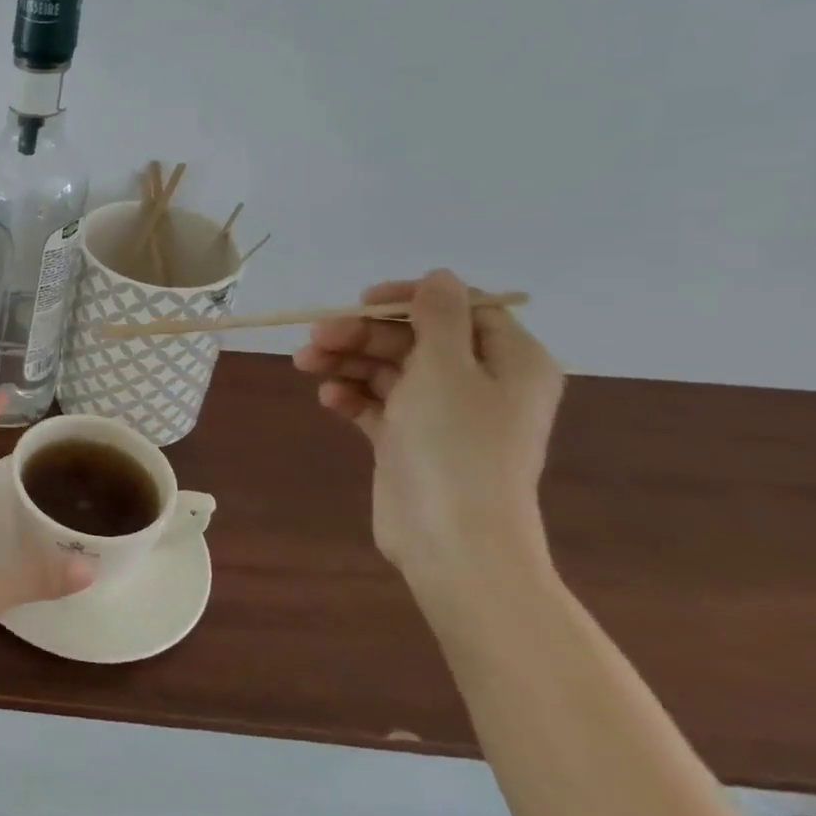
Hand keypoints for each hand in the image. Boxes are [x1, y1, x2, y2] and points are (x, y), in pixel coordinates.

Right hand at [293, 270, 564, 598]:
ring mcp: (443, 413)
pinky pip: (378, 403)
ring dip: (347, 362)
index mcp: (508, 360)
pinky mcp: (410, 439)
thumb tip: (439, 276)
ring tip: (306, 366)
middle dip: (361, 335)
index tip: (360, 302)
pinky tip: (329, 400)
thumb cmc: (455, 446)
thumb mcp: (446, 368)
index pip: (458, 308)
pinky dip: (352, 396)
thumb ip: (438, 317)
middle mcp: (479, 381)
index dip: (407, 299)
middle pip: (413, 339)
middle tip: (315, 338)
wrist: (452, 539)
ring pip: (389, 369)